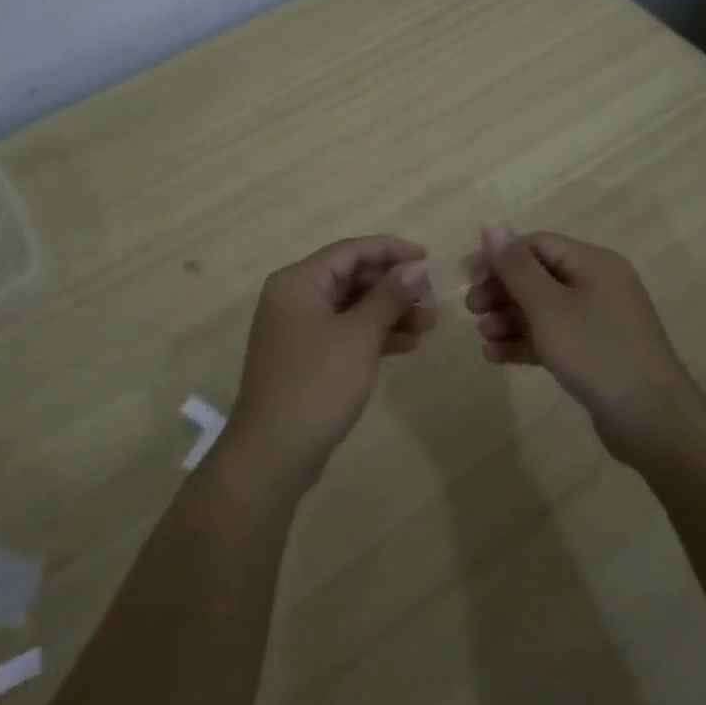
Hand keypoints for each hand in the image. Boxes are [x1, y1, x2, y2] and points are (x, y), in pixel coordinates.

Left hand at [222, 236, 433, 491]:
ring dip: (389, 312)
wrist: (274, 453)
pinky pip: (345, 334)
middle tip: (432, 297)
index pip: (350, 251)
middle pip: (351, 278)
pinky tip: (409, 344)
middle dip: (393, 286)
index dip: (391, 251)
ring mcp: (298, 330)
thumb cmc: (317, 383)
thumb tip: (415, 267)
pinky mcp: (306, 359)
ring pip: (351, 308)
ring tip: (430, 324)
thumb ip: (389, 296)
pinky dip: (374, 336)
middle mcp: (294, 298)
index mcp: (298, 281)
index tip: (428, 257)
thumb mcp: (359, 335)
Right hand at [465, 226, 697, 466]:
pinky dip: (525, 341)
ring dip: (509, 318)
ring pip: (543, 309)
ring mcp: (599, 321)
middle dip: (502, 290)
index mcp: (593, 263)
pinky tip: (496, 356)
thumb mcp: (549, 306)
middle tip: (472, 310)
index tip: (468, 278)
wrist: (652, 421)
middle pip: (538, 276)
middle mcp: (598, 285)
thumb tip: (492, 226)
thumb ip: (517, 267)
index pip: (537, 245)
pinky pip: (553, 337)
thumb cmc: (596, 352)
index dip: (500, 257)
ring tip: (483, 336)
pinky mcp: (595, 353)